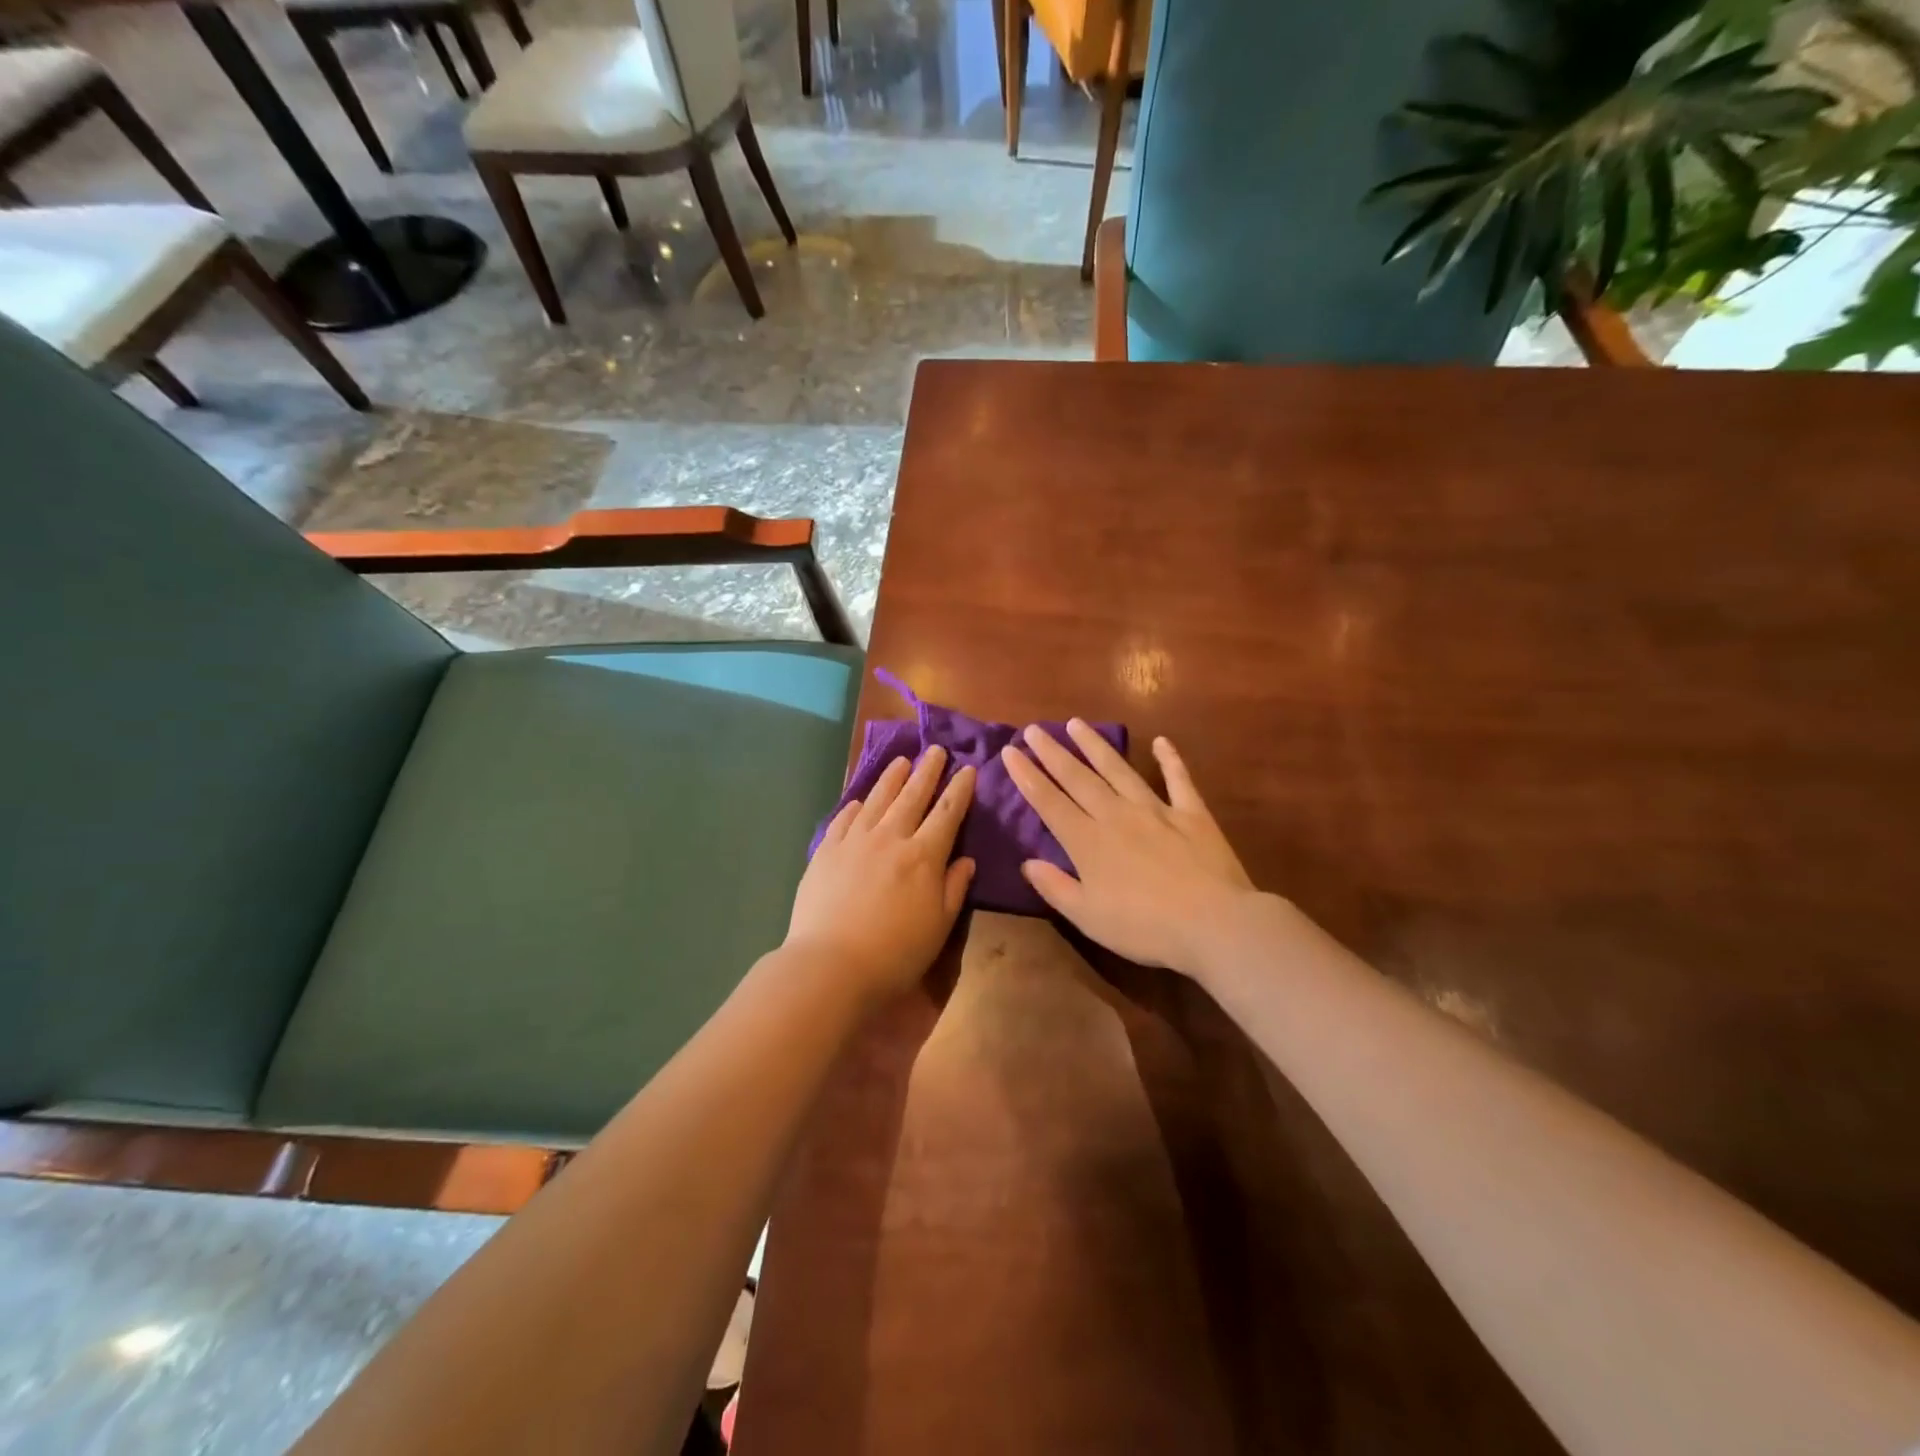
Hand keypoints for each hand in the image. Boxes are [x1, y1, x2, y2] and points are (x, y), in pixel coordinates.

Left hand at [785, 746, 976, 1004]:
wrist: (831, 964)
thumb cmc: (895, 952)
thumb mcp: (939, 926)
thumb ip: (954, 888)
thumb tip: (965, 859)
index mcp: (923, 856)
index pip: (947, 813)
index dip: (959, 790)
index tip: (968, 769)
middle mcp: (890, 838)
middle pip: (912, 796)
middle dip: (927, 771)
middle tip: (936, 750)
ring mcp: (854, 841)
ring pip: (877, 800)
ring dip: (891, 779)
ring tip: (901, 761)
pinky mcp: (826, 851)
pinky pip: (843, 819)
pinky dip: (855, 806)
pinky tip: (860, 800)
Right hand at [1002, 724, 1258, 974]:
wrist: (1213, 923)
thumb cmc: (1144, 927)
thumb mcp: (1088, 917)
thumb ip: (1055, 887)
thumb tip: (1027, 862)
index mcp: (1088, 842)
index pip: (1049, 802)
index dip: (1027, 776)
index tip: (1010, 751)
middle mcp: (1116, 815)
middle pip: (1078, 778)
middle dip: (1052, 752)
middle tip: (1034, 729)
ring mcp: (1156, 810)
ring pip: (1119, 770)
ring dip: (1096, 745)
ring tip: (1076, 723)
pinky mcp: (1192, 814)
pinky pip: (1178, 780)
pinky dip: (1170, 759)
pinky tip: (1161, 741)